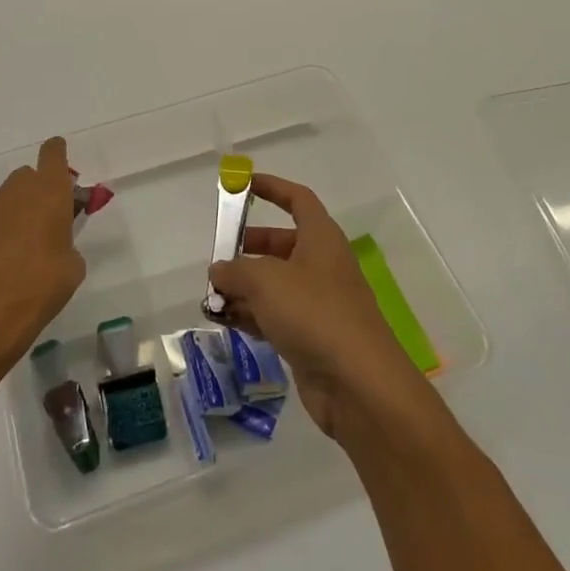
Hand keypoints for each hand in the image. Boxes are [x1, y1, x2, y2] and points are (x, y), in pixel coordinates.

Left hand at [0, 138, 85, 365]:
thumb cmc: (41, 286)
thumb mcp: (73, 267)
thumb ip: (67, 242)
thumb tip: (55, 244)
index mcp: (49, 192)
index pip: (53, 154)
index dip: (57, 153)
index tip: (61, 159)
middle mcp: (17, 192)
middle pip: (28, 175)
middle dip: (39, 188)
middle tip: (50, 216)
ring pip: (8, 197)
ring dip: (18, 209)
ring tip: (26, 243)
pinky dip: (0, 230)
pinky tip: (4, 259)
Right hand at [208, 174, 426, 438]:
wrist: (359, 385)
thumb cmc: (315, 314)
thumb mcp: (266, 280)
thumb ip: (236, 270)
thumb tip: (219, 270)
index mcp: (321, 238)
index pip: (297, 200)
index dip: (271, 188)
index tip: (241, 185)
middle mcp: (321, 265)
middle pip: (280, 244)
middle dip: (246, 249)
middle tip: (216, 260)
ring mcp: (317, 303)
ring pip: (274, 284)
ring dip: (243, 287)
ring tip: (210, 297)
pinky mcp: (311, 337)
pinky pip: (275, 316)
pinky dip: (251, 315)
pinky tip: (224, 321)